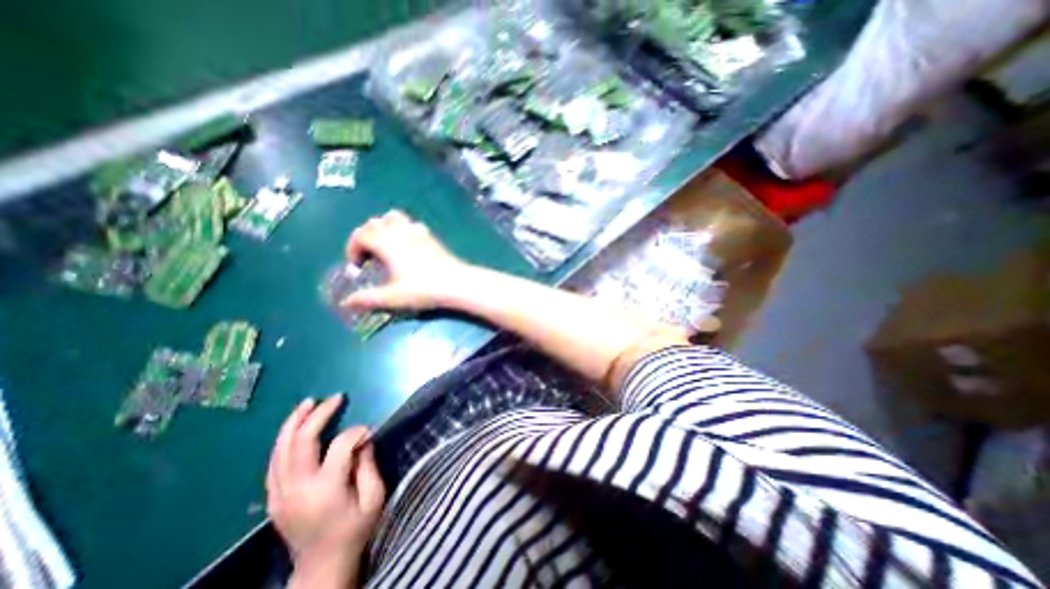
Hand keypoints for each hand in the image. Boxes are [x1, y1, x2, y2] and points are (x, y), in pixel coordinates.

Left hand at [266, 394, 384, 580]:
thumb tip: (363, 438)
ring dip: (294, 422)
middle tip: (335, 398)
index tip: (369, 431)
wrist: (321, 566)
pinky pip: (274, 461)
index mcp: (326, 489)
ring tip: (309, 402)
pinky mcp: (273, 498)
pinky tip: (294, 427)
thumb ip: (368, 464)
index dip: (357, 432)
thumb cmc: (355, 529)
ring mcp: (280, 494)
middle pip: (302, 441)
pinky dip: (284, 440)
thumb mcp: (374, 496)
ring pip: (280, 449)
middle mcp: (297, 488)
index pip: (340, 445)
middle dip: (319, 414)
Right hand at [340, 212, 471, 313]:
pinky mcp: (431, 236)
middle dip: (366, 237)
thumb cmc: (423, 289)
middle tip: (369, 257)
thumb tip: (346, 303)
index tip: (358, 265)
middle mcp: (400, 231)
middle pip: (375, 223)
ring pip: (394, 218)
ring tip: (386, 248)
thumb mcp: (392, 297)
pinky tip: (408, 248)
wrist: (456, 283)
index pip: (361, 234)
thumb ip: (367, 299)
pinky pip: (411, 224)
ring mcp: (418, 231)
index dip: (353, 247)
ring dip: (384, 228)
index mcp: (387, 242)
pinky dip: (402, 230)